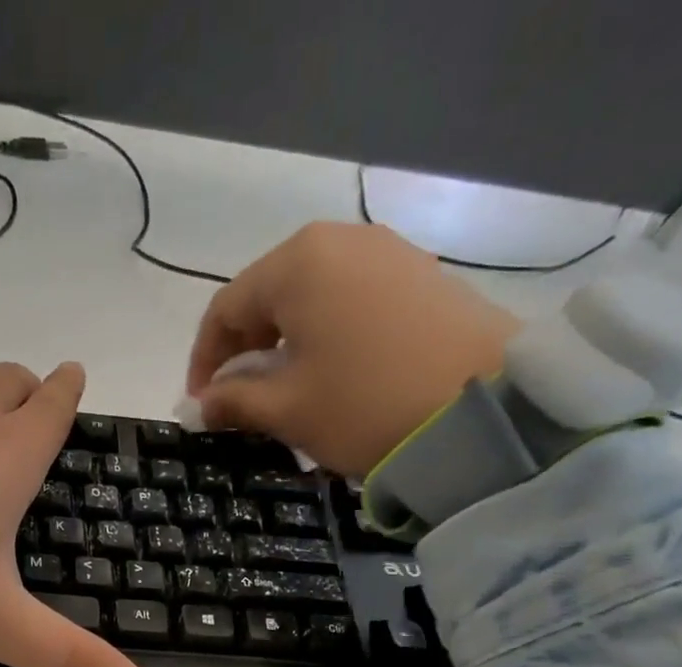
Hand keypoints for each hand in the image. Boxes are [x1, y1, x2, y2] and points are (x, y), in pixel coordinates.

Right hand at [186, 223, 521, 478]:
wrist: (480, 405)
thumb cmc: (363, 405)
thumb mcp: (287, 410)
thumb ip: (234, 402)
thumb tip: (201, 404)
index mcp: (297, 264)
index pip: (225, 309)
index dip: (203, 361)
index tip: (200, 407)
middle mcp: (340, 241)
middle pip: (268, 297)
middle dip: (243, 352)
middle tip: (238, 403)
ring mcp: (385, 253)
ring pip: (309, 299)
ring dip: (283, 346)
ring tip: (282, 393)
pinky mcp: (418, 275)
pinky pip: (348, 301)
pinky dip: (323, 337)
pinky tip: (328, 375)